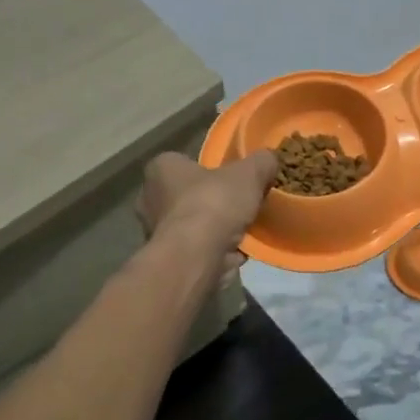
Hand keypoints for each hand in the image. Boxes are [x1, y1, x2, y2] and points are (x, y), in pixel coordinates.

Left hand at [138, 150, 278, 269]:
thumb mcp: (249, 173)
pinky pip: (198, 249)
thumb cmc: (213, 204)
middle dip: (213, 201)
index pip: (183, 162)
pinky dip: (216, 251)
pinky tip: (238, 252)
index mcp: (161, 169)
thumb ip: (261, 162)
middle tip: (240, 204)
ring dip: (216, 229)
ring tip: (244, 230)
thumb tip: (269, 159)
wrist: (196, 258)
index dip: (208, 168)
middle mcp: (150, 199)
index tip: (231, 177)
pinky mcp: (169, 260)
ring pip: (194, 225)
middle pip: (188, 195)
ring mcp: (157, 233)